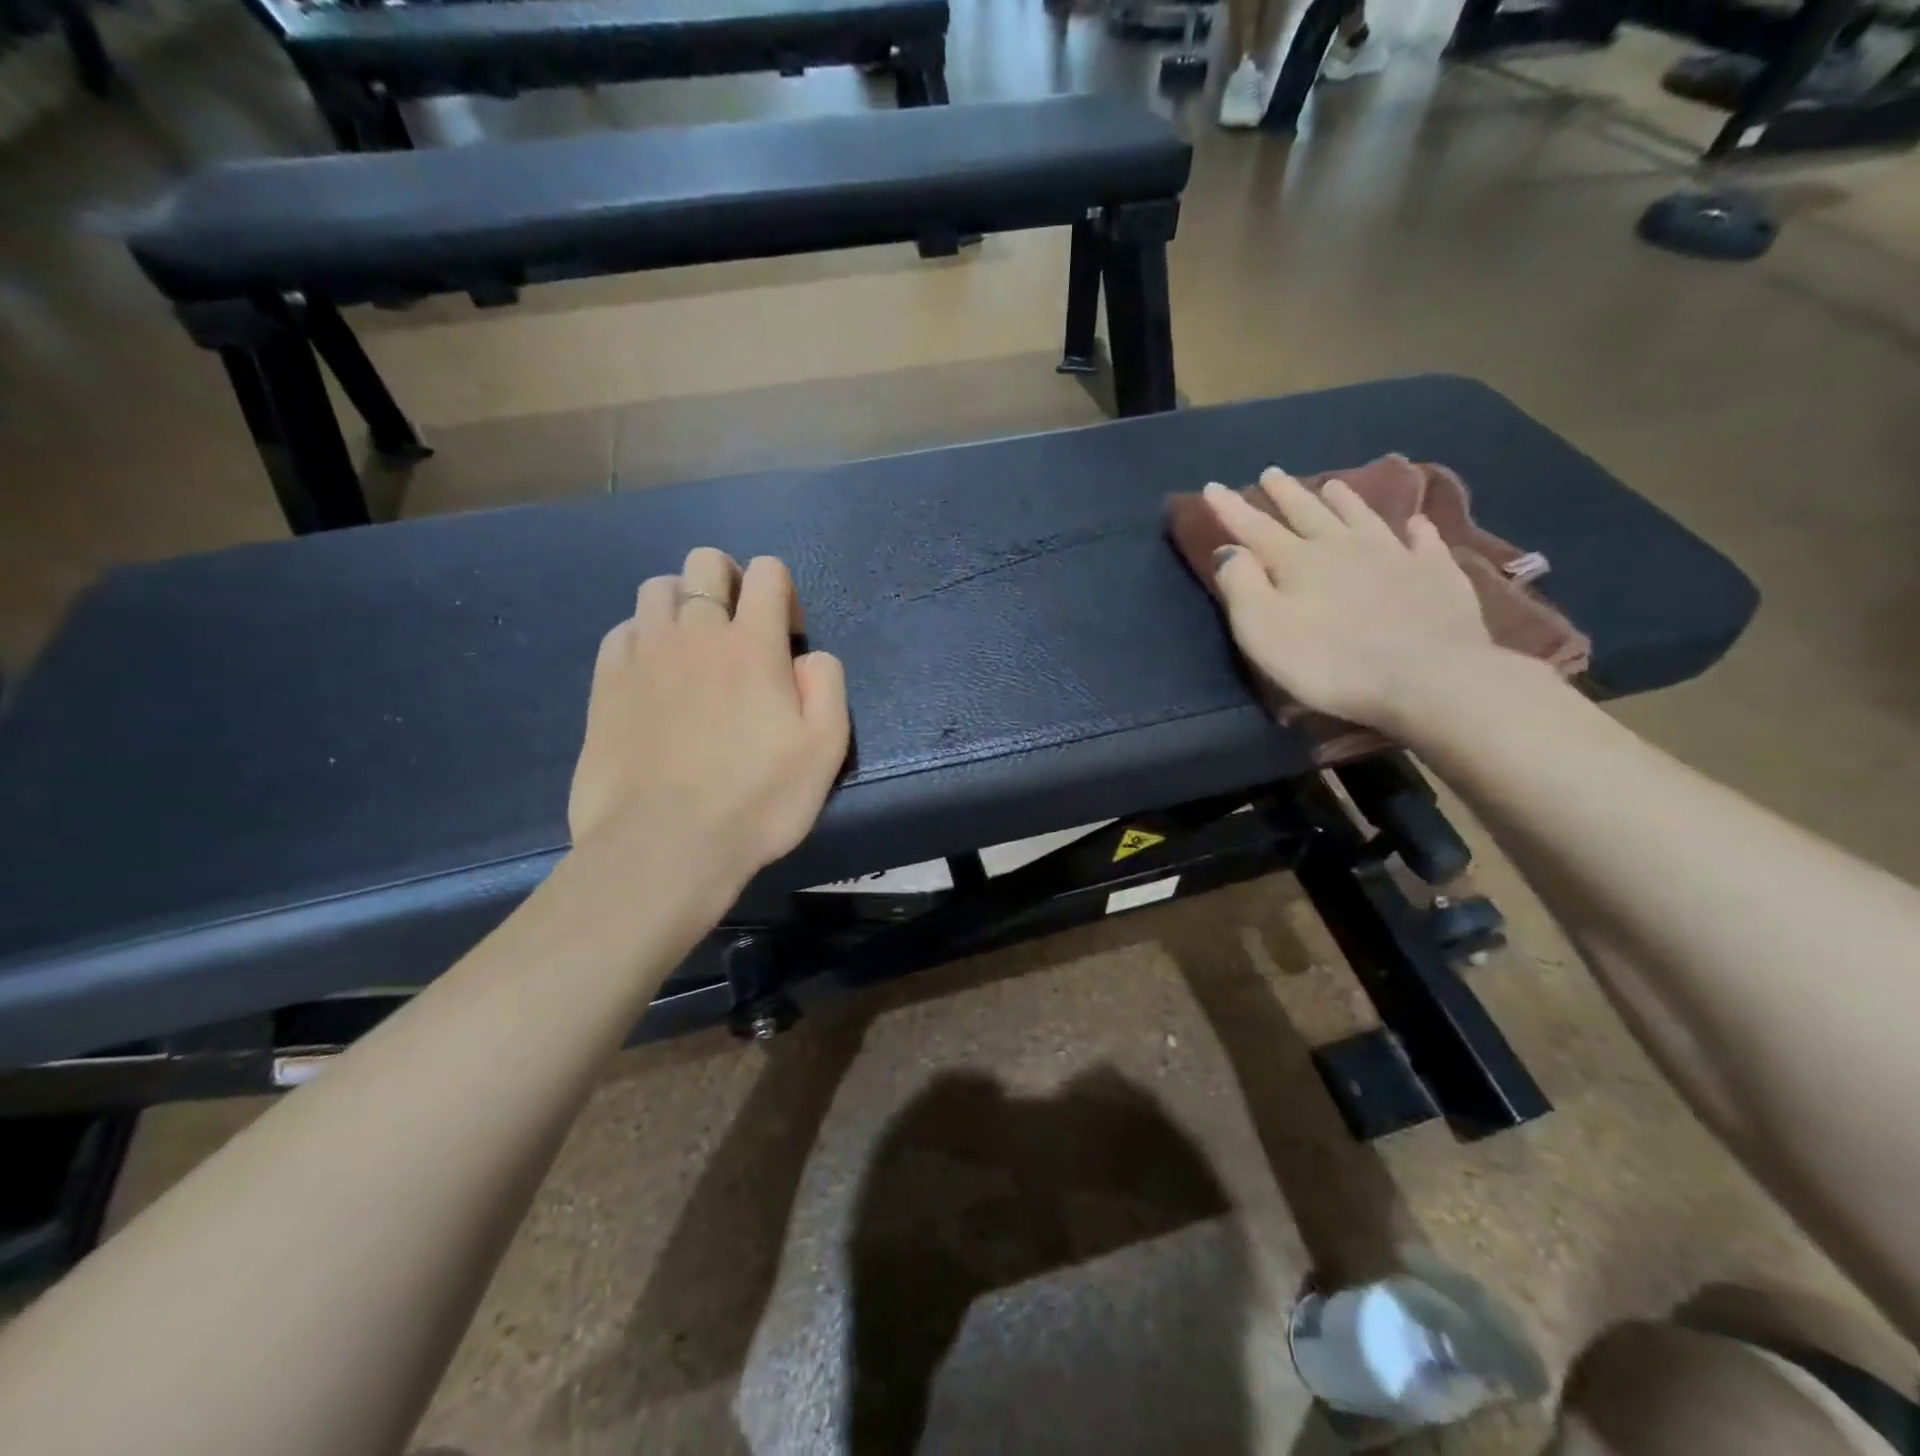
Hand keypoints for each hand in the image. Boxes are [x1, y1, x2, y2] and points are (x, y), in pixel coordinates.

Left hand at [568, 549, 848, 891]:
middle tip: (740, 632)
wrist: (663, 845)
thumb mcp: (825, 749)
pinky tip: (654, 676)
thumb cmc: (756, 801)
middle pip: (706, 562)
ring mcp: (643, 653)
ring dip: (683, 604)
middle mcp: (696, 631)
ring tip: (694, 651)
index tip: (787, 639)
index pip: (768, 571)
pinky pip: (623, 630)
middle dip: (729, 581)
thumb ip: (827, 685)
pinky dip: (644, 638)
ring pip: (658, 587)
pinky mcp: (606, 682)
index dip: (784, 593)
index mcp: (753, 643)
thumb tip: (808, 656)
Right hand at [1205, 469, 1499, 733]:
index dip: (1230, 507)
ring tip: (1332, 484)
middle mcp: (1343, 546)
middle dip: (1285, 493)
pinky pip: (1424, 542)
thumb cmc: (1330, 661)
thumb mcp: (1264, 631)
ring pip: (1362, 517)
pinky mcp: (1435, 574)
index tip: (1211, 485)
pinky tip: (1416, 522)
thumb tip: (1228, 550)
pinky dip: (1416, 529)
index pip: (1255, 528)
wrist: (1428, 676)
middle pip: (1309, 513)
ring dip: (1344, 500)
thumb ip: (1241, 586)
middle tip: (1271, 473)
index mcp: (1297, 561)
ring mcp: (1394, 555)